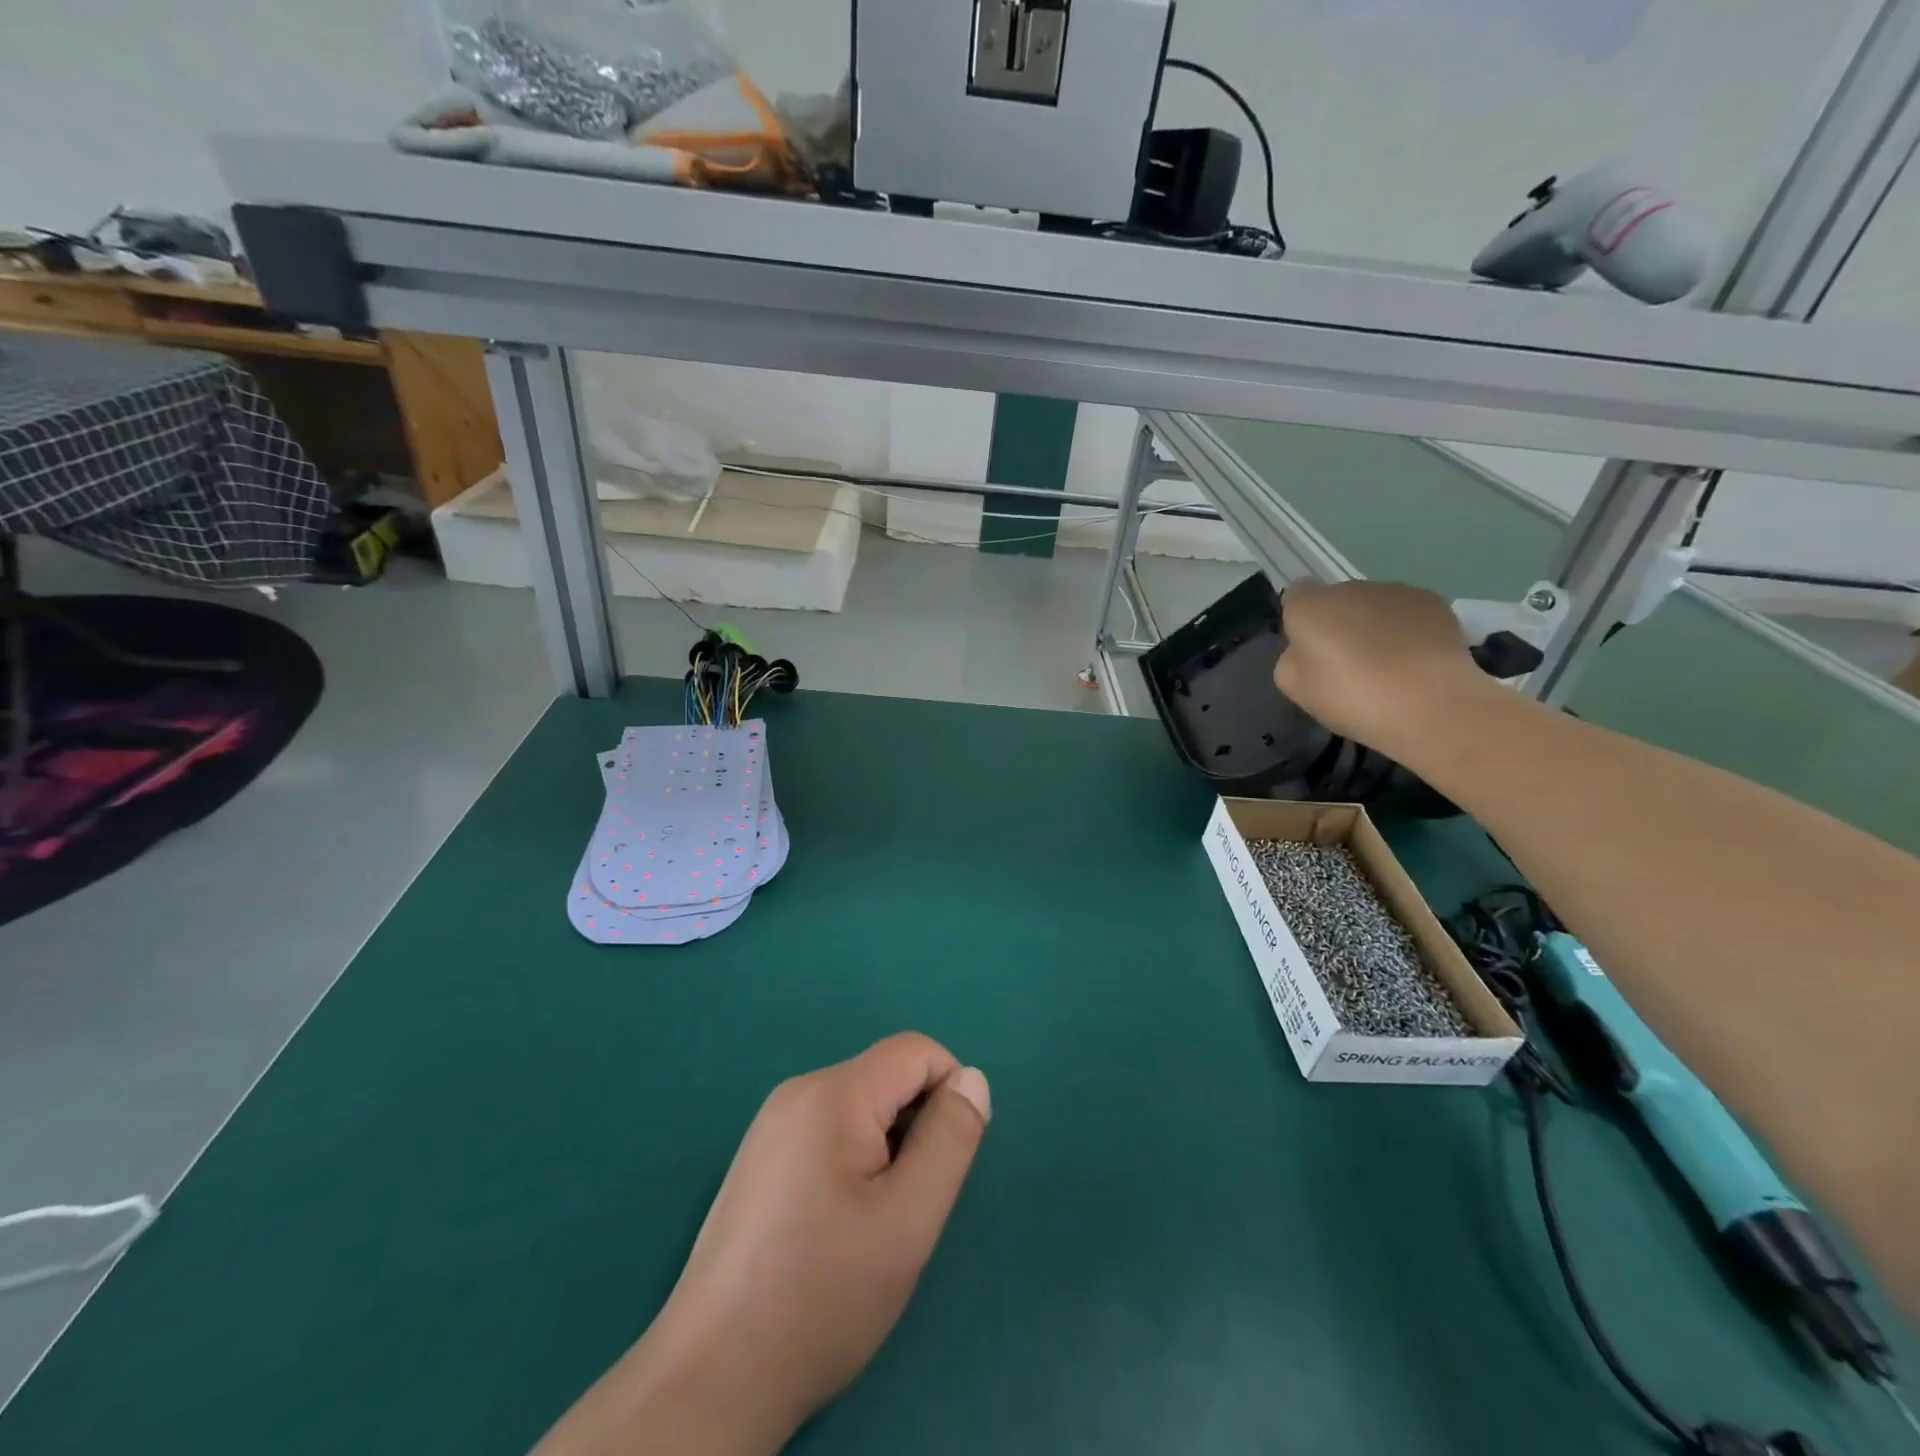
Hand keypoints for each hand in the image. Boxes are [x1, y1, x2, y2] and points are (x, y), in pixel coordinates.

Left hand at [534, 1034, 991, 1455]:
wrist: (712, 1377)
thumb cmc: (822, 1295)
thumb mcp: (908, 1220)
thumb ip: (949, 1140)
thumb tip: (972, 1078)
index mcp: (833, 1093)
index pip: (916, 1051)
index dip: (948, 1094)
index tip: (944, 1164)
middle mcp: (798, 1091)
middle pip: (886, 1077)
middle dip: (914, 1126)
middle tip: (905, 1206)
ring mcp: (772, 1124)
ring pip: (860, 1106)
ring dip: (885, 1147)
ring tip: (870, 1223)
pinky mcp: (760, 1156)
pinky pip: (828, 1130)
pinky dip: (852, 1160)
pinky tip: (834, 1227)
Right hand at [1272, 580, 1486, 755]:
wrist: (1429, 703)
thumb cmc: (1350, 697)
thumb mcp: (1295, 688)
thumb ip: (1292, 659)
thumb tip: (1305, 650)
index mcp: (1310, 606)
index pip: (1296, 596)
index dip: (1300, 621)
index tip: (1310, 651)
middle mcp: (1350, 588)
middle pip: (1337, 600)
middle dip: (1339, 624)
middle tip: (1348, 666)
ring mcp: (1395, 591)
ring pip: (1374, 605)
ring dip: (1373, 626)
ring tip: (1387, 667)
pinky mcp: (1433, 602)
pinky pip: (1407, 613)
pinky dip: (1406, 631)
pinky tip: (1414, 662)